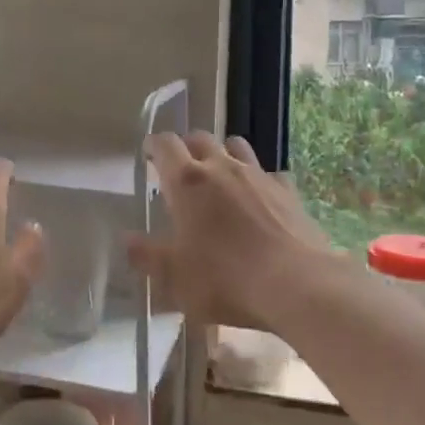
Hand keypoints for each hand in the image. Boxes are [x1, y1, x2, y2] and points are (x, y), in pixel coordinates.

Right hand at [127, 132, 337, 331]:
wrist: (296, 285)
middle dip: (186, 147)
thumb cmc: (225, 279)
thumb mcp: (174, 277)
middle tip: (179, 166)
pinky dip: (260, 180)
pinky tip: (260, 199)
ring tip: (218, 173)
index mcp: (187, 182)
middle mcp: (221, 168)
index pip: (165, 145)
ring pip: (236, 147)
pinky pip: (270, 174)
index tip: (148, 153)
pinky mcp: (288, 191)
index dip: (153, 145)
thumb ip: (147, 255)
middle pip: (200, 138)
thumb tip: (127, 239)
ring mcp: (259, 176)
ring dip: (223, 153)